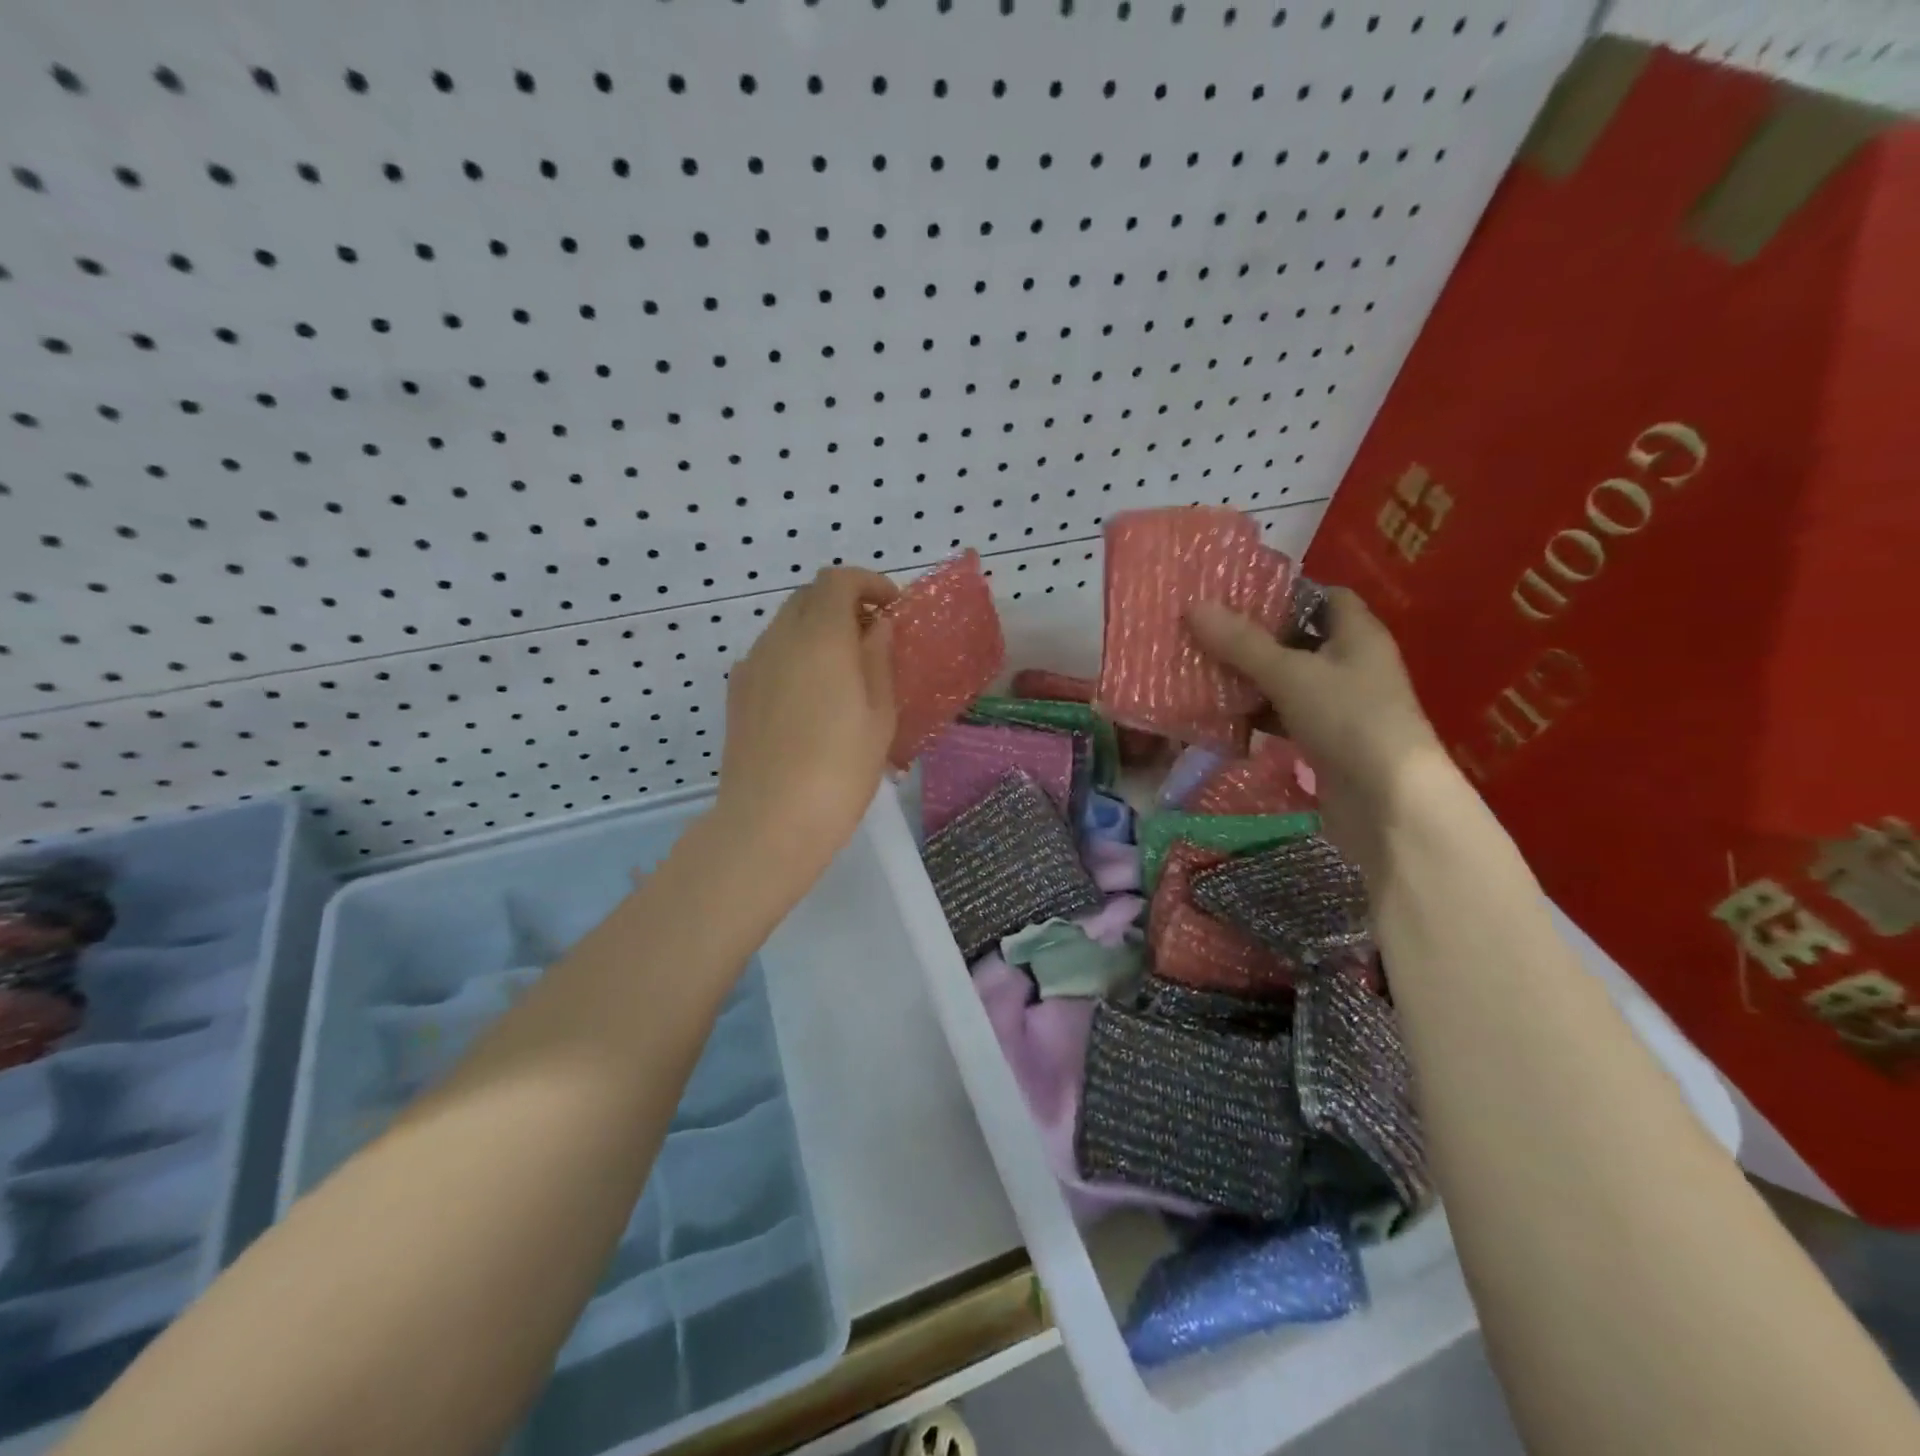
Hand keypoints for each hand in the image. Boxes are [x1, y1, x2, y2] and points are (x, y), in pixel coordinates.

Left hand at [713, 566, 899, 875]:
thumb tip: (877, 627)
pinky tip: (812, 695)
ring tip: (845, 669)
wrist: (770, 820)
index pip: (838, 580)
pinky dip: (796, 653)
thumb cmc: (840, 769)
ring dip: (818, 629)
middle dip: (844, 603)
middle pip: (809, 596)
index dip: (869, 583)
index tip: (892, 607)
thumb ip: (879, 660)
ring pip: (786, 624)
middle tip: (873, 637)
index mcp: (821, 638)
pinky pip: (771, 653)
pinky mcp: (738, 692)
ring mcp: (752, 664)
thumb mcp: (879, 715)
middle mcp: (779, 639)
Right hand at [1188, 588, 1446, 868]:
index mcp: (1358, 635)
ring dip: (1251, 679)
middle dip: (1255, 638)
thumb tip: (1193, 606)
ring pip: (1288, 681)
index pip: (1325, 597)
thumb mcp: (1290, 674)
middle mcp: (1352, 665)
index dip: (1285, 593)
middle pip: (1300, 640)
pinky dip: (1257, 714)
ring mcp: (1340, 706)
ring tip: (1202, 669)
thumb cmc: (1349, 720)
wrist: (1389, 804)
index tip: (1237, 596)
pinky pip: (1285, 717)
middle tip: (1205, 632)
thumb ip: (1242, 644)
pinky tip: (1223, 715)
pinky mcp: (1326, 741)